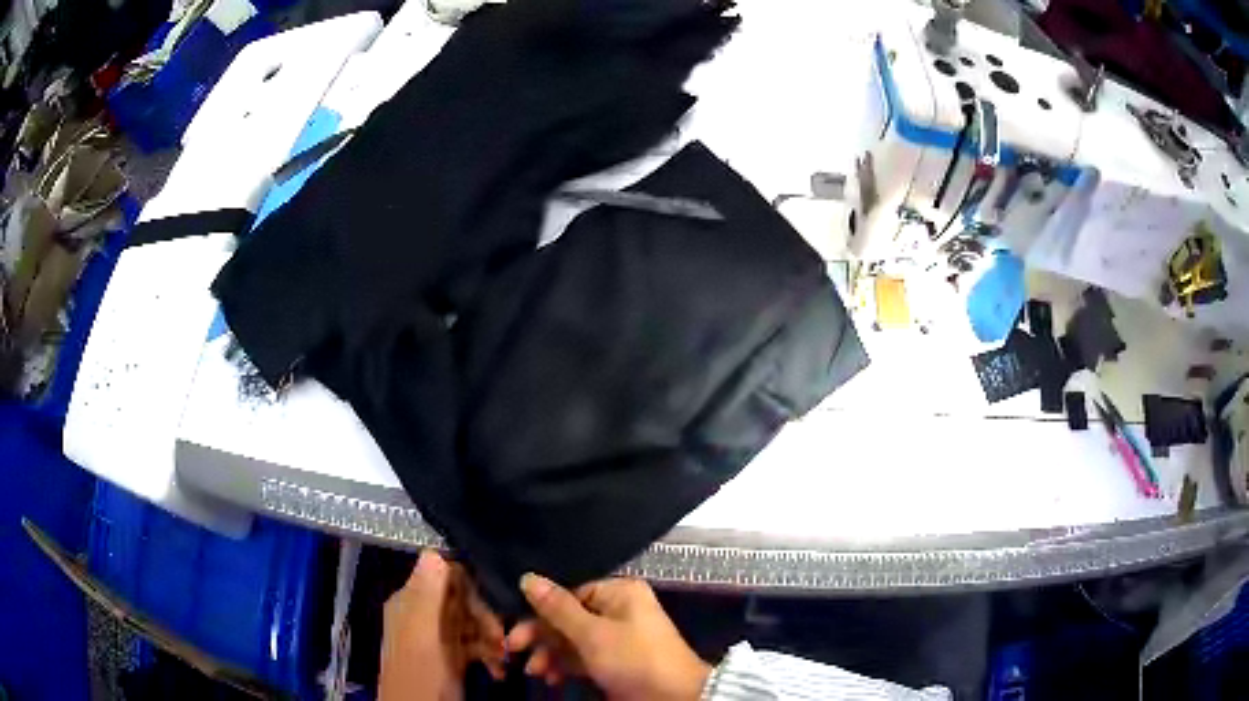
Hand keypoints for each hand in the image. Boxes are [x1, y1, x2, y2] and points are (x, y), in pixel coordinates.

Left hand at [379, 551, 506, 700]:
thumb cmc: (420, 675)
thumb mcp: (423, 635)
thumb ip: (427, 595)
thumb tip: (433, 550)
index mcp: (410, 602)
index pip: (445, 574)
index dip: (472, 587)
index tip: (494, 607)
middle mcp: (422, 614)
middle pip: (463, 599)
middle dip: (487, 617)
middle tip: (505, 641)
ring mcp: (437, 638)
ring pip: (472, 623)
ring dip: (493, 639)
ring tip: (506, 659)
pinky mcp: (451, 658)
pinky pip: (475, 645)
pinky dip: (489, 655)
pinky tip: (499, 671)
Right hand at [505, 575, 710, 700]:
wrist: (673, 698)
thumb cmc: (634, 659)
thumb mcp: (592, 634)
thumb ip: (557, 608)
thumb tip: (527, 577)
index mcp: (619, 593)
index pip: (568, 593)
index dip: (538, 612)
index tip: (514, 630)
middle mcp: (617, 610)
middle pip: (566, 617)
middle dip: (541, 636)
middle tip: (513, 650)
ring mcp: (615, 638)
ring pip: (571, 640)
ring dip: (550, 654)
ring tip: (535, 672)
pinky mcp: (613, 662)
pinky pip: (581, 658)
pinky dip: (564, 666)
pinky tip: (551, 678)